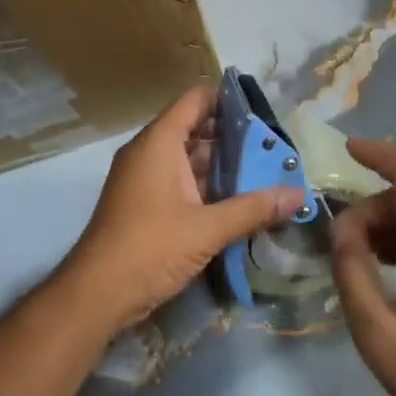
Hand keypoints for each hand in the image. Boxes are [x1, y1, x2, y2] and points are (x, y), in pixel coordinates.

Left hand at [60, 84, 307, 334]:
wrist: (96, 295)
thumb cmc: (149, 248)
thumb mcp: (207, 229)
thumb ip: (253, 209)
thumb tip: (299, 196)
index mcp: (159, 141)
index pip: (196, 99)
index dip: (228, 100)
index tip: (263, 113)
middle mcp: (150, 151)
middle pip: (195, 127)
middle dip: (233, 137)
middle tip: (273, 148)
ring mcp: (145, 177)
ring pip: (189, 157)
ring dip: (222, 165)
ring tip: (264, 172)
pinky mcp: (145, 202)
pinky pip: (180, 180)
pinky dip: (207, 185)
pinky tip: (238, 199)